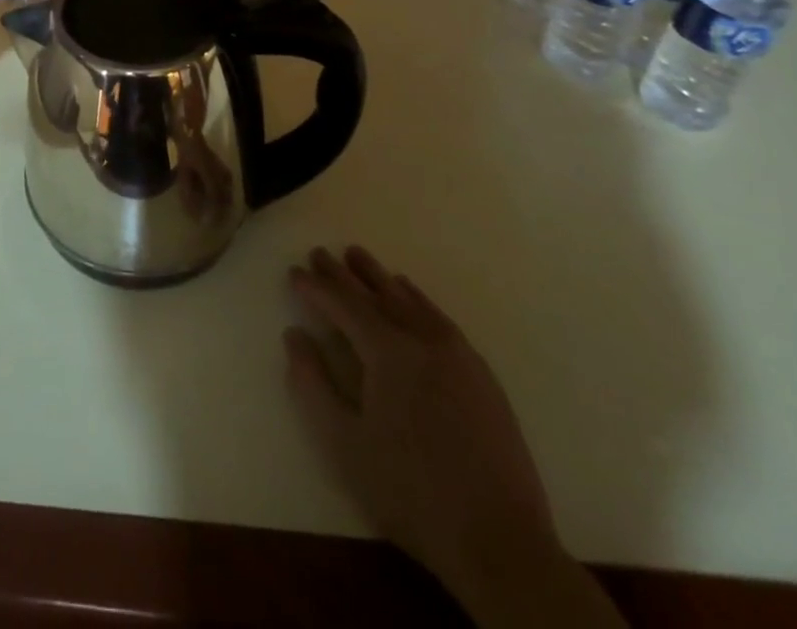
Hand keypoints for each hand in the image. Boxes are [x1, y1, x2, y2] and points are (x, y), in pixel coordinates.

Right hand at [285, 247, 621, 626]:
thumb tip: (295, 334)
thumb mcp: (344, 442)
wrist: (501, 544)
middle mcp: (423, 339)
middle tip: (319, 253)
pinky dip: (416, 298)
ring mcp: (457, 354)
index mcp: (388, 352)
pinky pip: (439, 318)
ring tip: (358, 256)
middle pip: (376, 294)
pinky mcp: (480, 374)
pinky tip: (408, 293)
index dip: (315, 287)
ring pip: (409, 300)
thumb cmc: (410, 492)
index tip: (294, 272)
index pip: (343, 305)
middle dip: (343, 274)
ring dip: (379, 277)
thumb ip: (312, 383)